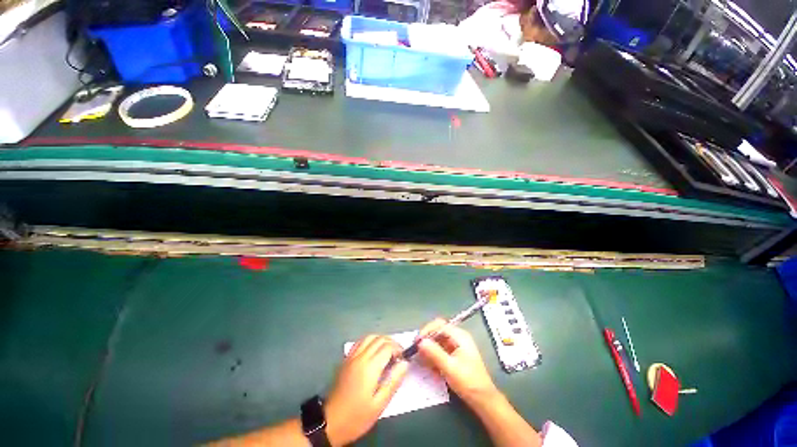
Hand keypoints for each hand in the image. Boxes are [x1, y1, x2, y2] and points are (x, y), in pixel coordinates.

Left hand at [324, 335, 408, 445]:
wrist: (330, 422)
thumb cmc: (357, 416)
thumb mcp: (379, 404)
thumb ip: (393, 381)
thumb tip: (405, 363)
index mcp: (370, 367)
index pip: (388, 347)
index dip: (398, 349)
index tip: (402, 359)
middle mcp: (361, 356)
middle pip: (379, 339)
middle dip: (392, 343)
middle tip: (398, 355)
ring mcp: (352, 356)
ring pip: (369, 337)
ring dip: (381, 340)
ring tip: (387, 351)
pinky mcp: (346, 359)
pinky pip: (360, 342)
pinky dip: (370, 341)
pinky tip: (373, 351)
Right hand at [417, 319, 498, 405]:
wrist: (483, 400)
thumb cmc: (469, 382)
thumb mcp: (450, 368)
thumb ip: (435, 353)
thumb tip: (420, 342)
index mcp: (460, 336)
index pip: (440, 325)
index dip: (427, 330)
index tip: (417, 341)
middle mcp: (457, 338)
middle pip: (438, 332)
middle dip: (427, 340)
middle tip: (416, 350)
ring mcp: (456, 346)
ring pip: (437, 341)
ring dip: (428, 349)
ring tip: (420, 359)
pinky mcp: (453, 355)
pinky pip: (439, 350)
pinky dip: (432, 355)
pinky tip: (427, 364)